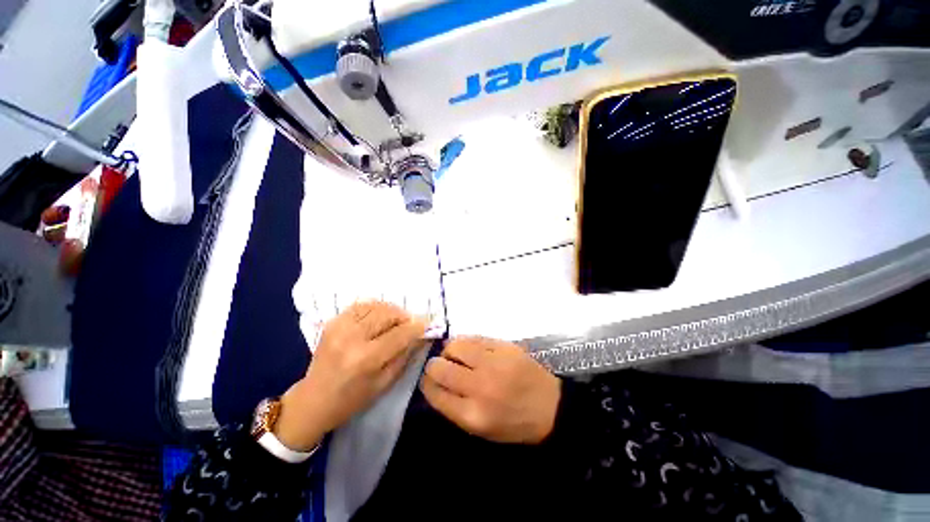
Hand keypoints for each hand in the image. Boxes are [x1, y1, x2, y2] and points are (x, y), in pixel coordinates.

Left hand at [275, 302, 426, 450]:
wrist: (313, 400)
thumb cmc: (352, 399)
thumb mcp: (385, 383)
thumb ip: (405, 355)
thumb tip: (422, 335)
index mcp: (366, 359)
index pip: (400, 333)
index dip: (417, 327)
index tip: (426, 324)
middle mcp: (352, 337)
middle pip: (388, 314)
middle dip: (404, 316)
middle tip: (410, 324)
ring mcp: (340, 326)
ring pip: (377, 306)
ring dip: (391, 311)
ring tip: (395, 321)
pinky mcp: (333, 322)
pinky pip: (362, 305)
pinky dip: (375, 308)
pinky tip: (379, 318)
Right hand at [420, 337, 560, 443]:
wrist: (549, 407)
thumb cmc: (513, 423)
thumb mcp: (480, 429)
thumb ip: (453, 407)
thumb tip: (433, 383)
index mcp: (472, 415)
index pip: (434, 392)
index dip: (427, 383)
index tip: (428, 380)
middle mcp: (479, 386)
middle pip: (439, 367)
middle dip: (434, 366)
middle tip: (440, 365)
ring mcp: (493, 362)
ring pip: (455, 345)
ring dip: (450, 350)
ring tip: (456, 355)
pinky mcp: (504, 346)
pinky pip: (474, 337)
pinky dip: (466, 342)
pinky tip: (470, 348)